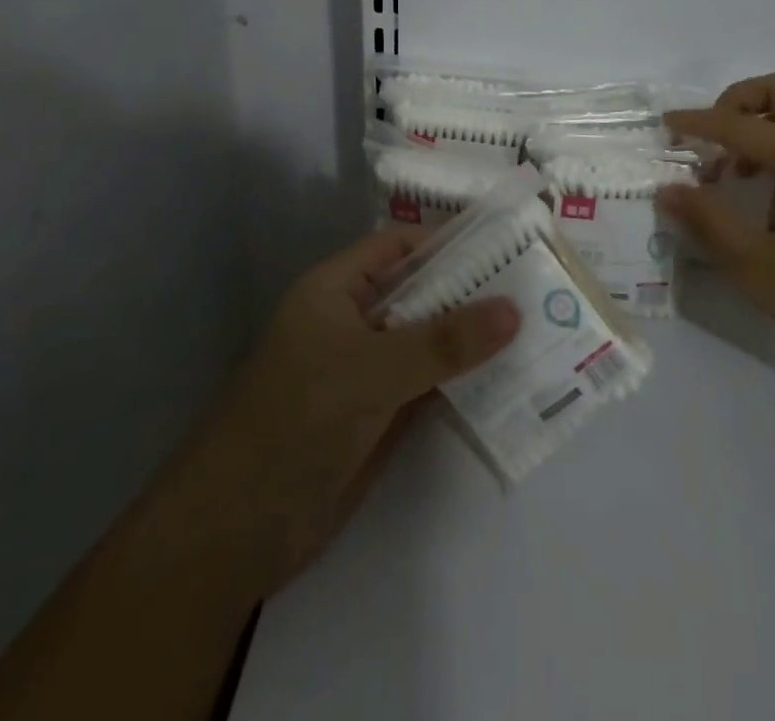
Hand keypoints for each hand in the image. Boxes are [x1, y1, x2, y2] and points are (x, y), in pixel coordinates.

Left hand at [188, 225, 520, 594]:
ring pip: (428, 341)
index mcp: (337, 289)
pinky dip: (463, 380)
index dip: (450, 242)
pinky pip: (428, 384)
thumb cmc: (296, 421)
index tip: (508, 244)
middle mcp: (354, 321)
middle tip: (538, 288)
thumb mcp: (372, 370)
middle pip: (421, 293)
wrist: (236, 532)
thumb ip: (444, 342)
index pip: (400, 247)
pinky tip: (510, 379)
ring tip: (539, 328)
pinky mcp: (378, 416)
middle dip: (472, 291)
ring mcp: (366, 370)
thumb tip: (514, 309)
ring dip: (472, 339)